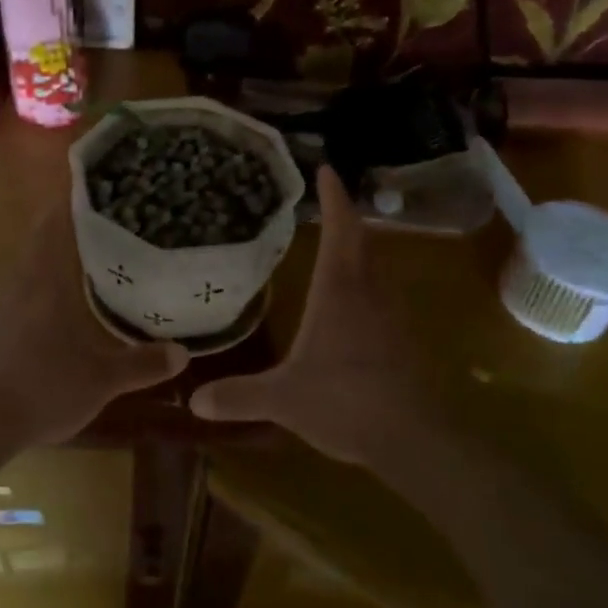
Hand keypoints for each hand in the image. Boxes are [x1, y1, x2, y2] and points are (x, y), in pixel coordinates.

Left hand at [0, 197, 187, 444]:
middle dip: (65, 229)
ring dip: (49, 262)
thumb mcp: (102, 381)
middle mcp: (19, 284)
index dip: (70, 201)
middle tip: (98, 224)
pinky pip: (14, 300)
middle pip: (39, 242)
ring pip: (26, 271)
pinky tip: (48, 316)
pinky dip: (34, 295)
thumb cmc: (43, 387)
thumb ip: (142, 364)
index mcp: (47, 281)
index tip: (91, 185)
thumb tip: (182, 352)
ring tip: (80, 265)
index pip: (55, 224)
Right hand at [190, 167, 426, 463]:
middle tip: (328, 202)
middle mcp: (369, 292)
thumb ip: (239, 396)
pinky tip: (352, 302)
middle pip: (361, 241)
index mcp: (339, 291)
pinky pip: (382, 296)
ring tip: (335, 244)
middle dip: (346, 218)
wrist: (414, 438)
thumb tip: (193, 399)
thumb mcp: (284, 399)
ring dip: (358, 249)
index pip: (339, 230)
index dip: (334, 198)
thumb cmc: (346, 401)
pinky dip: (366, 283)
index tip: (326, 170)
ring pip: (376, 267)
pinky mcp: (402, 339)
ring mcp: (391, 315)